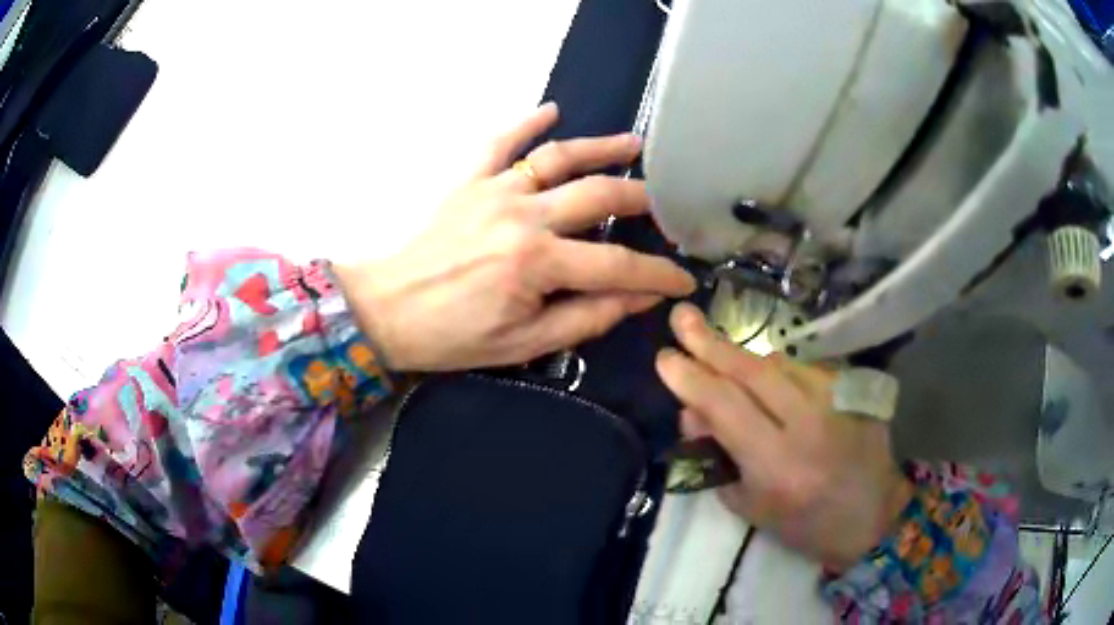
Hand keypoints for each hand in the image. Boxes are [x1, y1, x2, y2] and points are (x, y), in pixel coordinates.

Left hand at [335, 103, 695, 371]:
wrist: (386, 310)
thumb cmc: (453, 335)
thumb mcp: (524, 342)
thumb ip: (587, 317)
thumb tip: (638, 299)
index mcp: (538, 263)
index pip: (618, 266)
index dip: (658, 275)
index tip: (682, 281)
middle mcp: (524, 215)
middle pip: (599, 196)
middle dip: (642, 202)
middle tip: (665, 207)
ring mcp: (494, 189)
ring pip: (559, 158)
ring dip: (601, 148)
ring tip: (635, 145)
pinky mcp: (468, 179)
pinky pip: (501, 141)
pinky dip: (526, 121)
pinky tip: (551, 109)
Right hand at [655, 302, 912, 570]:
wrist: (873, 516)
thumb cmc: (805, 524)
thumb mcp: (751, 506)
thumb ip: (718, 458)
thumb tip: (693, 414)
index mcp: (777, 464)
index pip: (725, 407)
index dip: (691, 379)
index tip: (664, 358)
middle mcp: (807, 423)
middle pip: (751, 371)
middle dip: (710, 343)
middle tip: (682, 316)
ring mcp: (834, 400)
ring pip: (777, 362)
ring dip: (741, 356)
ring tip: (715, 349)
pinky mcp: (851, 389)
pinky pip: (802, 368)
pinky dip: (775, 369)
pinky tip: (765, 374)